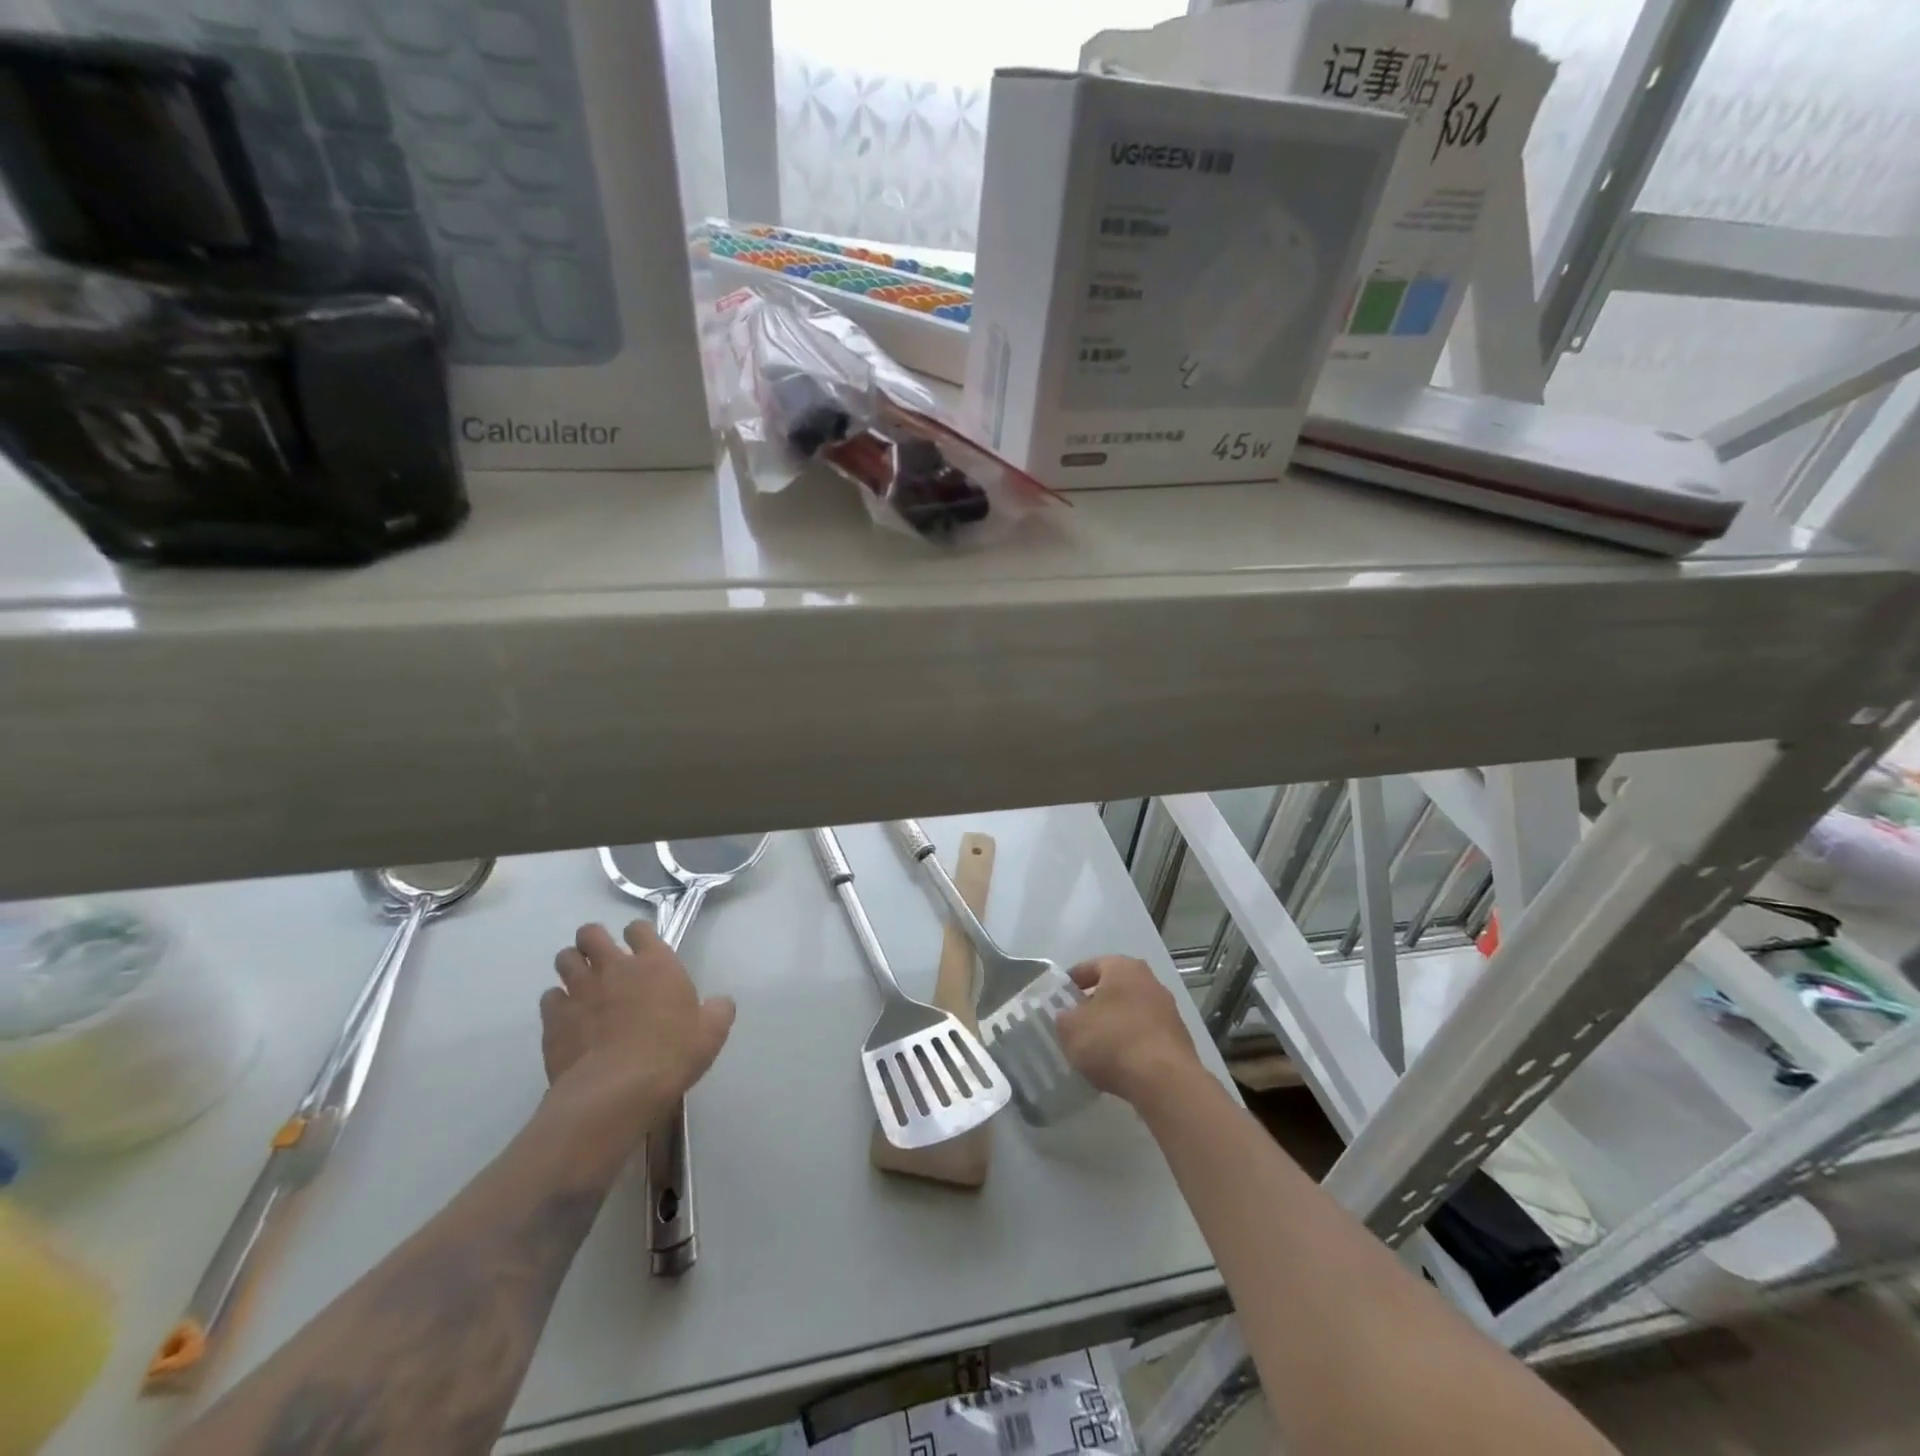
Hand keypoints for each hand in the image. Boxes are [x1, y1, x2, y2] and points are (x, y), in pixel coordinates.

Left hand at [542, 921, 735, 1138]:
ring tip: (580, 983)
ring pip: (564, 959)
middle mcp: (614, 968)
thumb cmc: (671, 1055)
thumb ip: (717, 1011)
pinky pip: (549, 998)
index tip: (640, 948)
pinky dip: (556, 1003)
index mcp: (655, 964)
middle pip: (591, 934)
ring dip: (571, 966)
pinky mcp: (554, 1019)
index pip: (639, 929)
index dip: (638, 935)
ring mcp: (580, 991)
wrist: (617, 1091)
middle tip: (601, 960)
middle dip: (592, 940)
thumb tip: (720, 1003)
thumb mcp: (711, 1034)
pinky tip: (567, 1018)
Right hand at [1055, 955, 1205, 1107]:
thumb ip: (1063, 1017)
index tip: (1059, 1000)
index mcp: (1123, 967)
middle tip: (1075, 1024)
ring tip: (1095, 1049)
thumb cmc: (1113, 1041)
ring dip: (1114, 1025)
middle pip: (1114, 988)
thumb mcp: (1071, 1029)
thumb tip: (1067, 1017)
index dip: (1072, 983)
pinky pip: (1145, 1034)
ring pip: (1130, 1012)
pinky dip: (1131, 1043)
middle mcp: (1150, 981)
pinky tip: (1119, 1064)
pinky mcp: (1178, 1038)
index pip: (1091, 966)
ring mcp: (1168, 1010)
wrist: (1165, 1081)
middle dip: (1094, 1005)